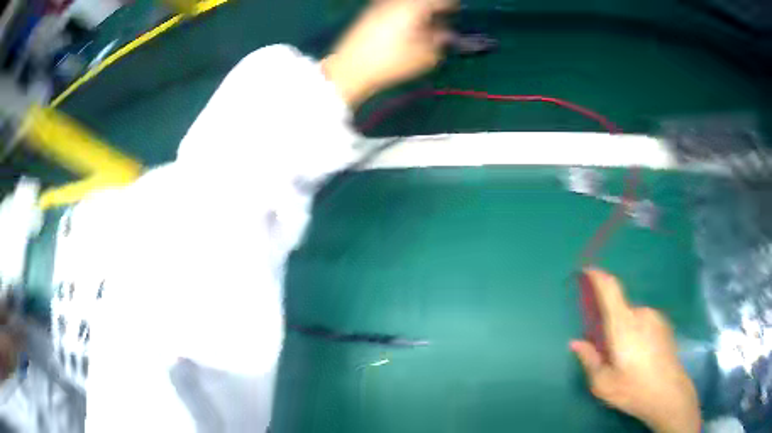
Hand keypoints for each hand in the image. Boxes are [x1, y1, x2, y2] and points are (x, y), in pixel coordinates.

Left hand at [321, 0, 455, 106]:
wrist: (349, 68)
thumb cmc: (390, 62)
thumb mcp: (424, 56)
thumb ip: (440, 41)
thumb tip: (446, 34)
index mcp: (414, 6)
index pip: (442, 1)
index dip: (451, 7)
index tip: (456, 17)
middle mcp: (397, 1)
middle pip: (423, 2)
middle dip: (433, 11)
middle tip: (440, 25)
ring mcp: (381, 5)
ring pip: (408, 5)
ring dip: (419, 13)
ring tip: (422, 30)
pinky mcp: (369, 13)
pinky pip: (394, 8)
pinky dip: (405, 15)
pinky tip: (404, 31)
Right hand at [570, 269, 700, 432]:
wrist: (669, 393)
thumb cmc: (633, 389)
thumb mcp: (603, 383)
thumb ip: (589, 360)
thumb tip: (576, 342)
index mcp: (623, 325)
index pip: (610, 289)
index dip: (598, 276)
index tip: (587, 270)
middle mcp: (640, 313)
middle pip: (620, 308)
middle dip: (611, 324)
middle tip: (609, 351)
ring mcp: (655, 317)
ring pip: (633, 317)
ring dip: (625, 331)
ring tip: (627, 359)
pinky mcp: (665, 324)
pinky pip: (645, 322)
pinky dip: (638, 333)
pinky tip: (641, 357)